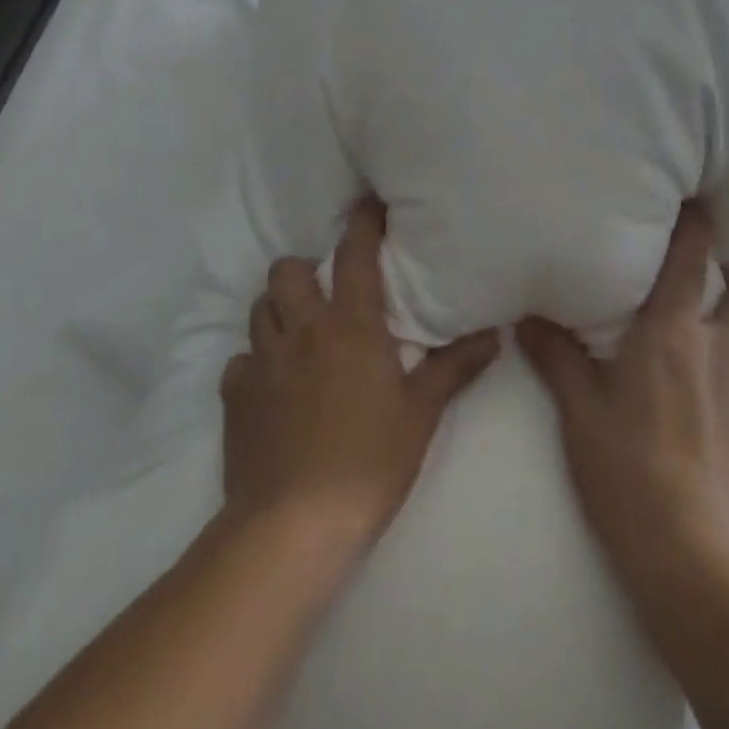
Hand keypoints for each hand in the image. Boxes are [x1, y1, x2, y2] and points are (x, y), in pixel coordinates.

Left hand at [221, 198, 500, 552]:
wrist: (293, 526)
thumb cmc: (369, 461)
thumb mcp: (421, 413)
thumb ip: (455, 367)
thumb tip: (494, 333)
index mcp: (350, 326)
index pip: (355, 255)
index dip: (363, 222)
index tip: (369, 202)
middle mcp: (302, 330)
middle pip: (287, 271)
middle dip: (304, 270)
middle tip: (325, 292)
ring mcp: (261, 362)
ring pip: (260, 309)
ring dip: (278, 310)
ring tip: (300, 333)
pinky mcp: (234, 398)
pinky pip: (240, 361)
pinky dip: (255, 363)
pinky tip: (272, 386)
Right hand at [518, 204, 728, 580]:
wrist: (694, 554)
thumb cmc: (627, 470)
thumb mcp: (580, 412)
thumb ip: (557, 357)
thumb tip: (527, 317)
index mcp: (672, 330)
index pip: (693, 257)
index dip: (698, 223)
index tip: (698, 203)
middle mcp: (723, 344)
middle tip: (716, 285)